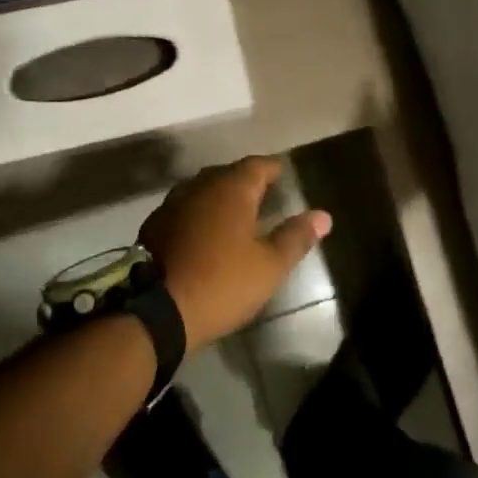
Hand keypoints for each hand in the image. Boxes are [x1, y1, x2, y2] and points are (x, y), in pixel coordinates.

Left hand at [139, 157, 331, 350]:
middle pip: (228, 174)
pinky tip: (204, 234)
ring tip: (235, 215)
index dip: (273, 169)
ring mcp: (172, 205)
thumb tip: (323, 216)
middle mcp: (200, 186)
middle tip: (264, 196)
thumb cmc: (221, 283)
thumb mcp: (269, 266)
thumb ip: (296, 237)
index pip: (258, 165)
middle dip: (246, 182)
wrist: (156, 311)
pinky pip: (184, 209)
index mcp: (231, 189)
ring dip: (220, 198)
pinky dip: (199, 215)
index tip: (284, 175)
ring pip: (203, 190)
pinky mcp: (153, 226)